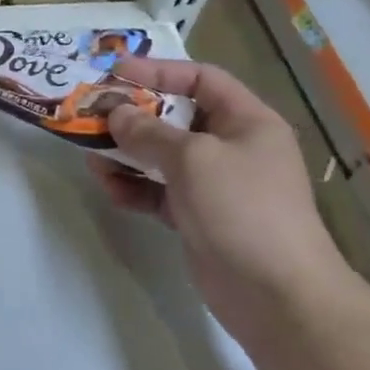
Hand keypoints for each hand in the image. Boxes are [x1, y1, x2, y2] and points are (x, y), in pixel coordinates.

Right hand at [87, 58, 352, 338]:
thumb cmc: (242, 208)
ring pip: (162, 156)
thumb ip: (148, 131)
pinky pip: (159, 192)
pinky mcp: (199, 218)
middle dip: (133, 115)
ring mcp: (215, 185)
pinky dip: (134, 188)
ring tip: (91, 155)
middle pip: (175, 117)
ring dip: (126, 154)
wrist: (279, 298)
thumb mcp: (192, 159)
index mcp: (246, 121)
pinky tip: (109, 188)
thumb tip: (116, 113)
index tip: (115, 72)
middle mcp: (232, 147)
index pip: (200, 79)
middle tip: (94, 113)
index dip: (158, 70)